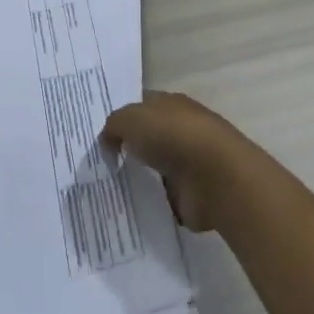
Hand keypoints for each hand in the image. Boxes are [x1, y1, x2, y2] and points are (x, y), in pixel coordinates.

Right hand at [101, 92, 254, 232]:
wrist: (216, 176)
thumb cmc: (173, 135)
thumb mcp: (131, 119)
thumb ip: (113, 126)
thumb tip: (108, 142)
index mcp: (171, 105)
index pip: (141, 106)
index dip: (121, 117)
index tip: (98, 133)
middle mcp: (180, 131)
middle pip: (147, 138)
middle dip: (127, 149)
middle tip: (96, 163)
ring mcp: (188, 163)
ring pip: (154, 169)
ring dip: (138, 178)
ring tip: (106, 189)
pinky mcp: (191, 194)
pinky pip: (162, 198)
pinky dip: (149, 203)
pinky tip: (127, 208)